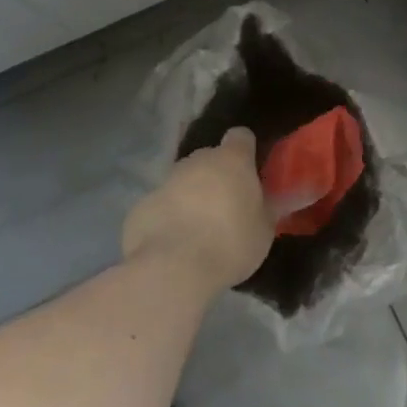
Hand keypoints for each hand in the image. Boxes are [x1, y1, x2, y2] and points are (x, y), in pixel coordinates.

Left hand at [121, 129, 272, 293]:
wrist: (171, 270)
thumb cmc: (230, 243)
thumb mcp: (264, 230)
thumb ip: (265, 208)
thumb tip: (267, 201)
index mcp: (232, 160)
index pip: (241, 136)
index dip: (246, 151)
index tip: (249, 171)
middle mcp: (197, 161)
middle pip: (209, 159)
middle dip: (216, 176)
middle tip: (225, 206)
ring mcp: (164, 182)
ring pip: (182, 182)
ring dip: (190, 197)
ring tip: (197, 230)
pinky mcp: (139, 207)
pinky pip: (160, 207)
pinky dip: (167, 219)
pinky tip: (172, 245)